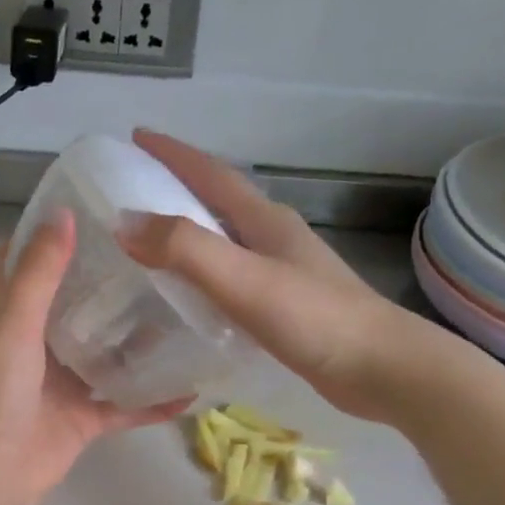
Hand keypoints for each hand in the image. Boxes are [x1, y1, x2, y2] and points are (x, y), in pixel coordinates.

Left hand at [0, 208, 187, 504]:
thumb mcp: (17, 326)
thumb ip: (40, 274)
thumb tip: (64, 211)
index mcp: (17, 319)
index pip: (26, 267)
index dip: (47, 238)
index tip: (88, 209)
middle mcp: (41, 347)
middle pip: (78, 309)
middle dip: (110, 285)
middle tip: (159, 258)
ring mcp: (65, 385)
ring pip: (108, 356)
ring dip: (139, 342)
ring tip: (185, 312)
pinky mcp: (84, 420)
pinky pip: (126, 406)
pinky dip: (154, 401)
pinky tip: (191, 389)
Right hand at [118, 128, 474, 422]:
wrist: (379, 368)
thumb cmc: (313, 318)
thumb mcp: (243, 279)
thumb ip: (185, 249)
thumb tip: (124, 222)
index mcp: (264, 219)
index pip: (211, 174)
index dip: (174, 153)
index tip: (137, 136)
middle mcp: (274, 236)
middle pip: (219, 201)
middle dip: (177, 188)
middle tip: (134, 190)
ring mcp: (284, 270)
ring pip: (226, 239)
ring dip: (190, 231)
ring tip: (151, 241)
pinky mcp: (286, 304)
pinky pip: (232, 275)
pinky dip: (204, 273)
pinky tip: (191, 294)